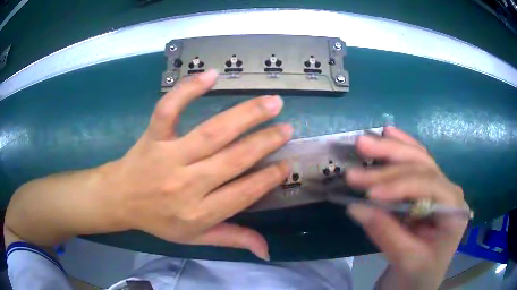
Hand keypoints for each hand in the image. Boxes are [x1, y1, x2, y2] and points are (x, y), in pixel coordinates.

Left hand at [102, 70, 291, 259]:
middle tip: (287, 127)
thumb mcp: (195, 238)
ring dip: (245, 115)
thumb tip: (266, 251)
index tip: (287, 163)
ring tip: (272, 102)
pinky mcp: (153, 135)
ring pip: (212, 132)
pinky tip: (211, 75)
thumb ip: (232, 239)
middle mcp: (186, 184)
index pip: (243, 193)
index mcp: (198, 212)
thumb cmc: (159, 220)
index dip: (269, 178)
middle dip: (265, 142)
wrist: (120, 199)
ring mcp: (168, 156)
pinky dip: (188, 90)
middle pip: (233, 159)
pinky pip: (170, 109)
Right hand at [345, 127, 467, 289]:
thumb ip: (385, 233)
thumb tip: (355, 207)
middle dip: (389, 161)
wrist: (421, 280)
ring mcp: (439, 188)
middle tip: (359, 153)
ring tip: (365, 142)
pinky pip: (415, 163)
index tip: (369, 193)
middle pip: (422, 166)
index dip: (399, 186)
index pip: (428, 186)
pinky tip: (389, 133)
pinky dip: (401, 148)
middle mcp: (449, 191)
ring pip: (417, 159)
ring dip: (391, 149)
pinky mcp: (426, 190)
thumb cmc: (419, 275)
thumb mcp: (406, 260)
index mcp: (453, 209)